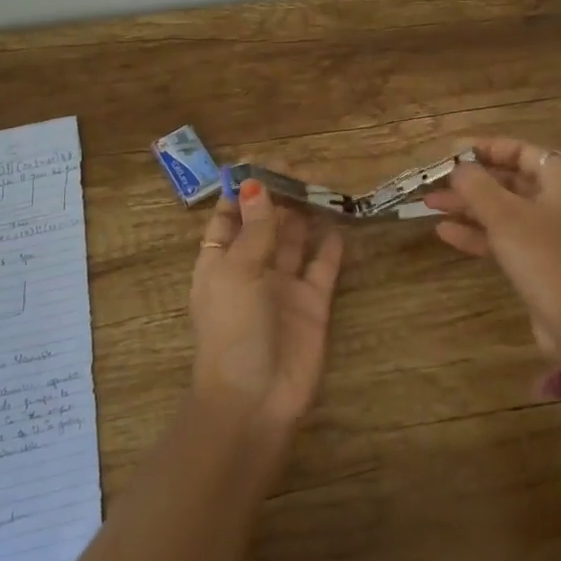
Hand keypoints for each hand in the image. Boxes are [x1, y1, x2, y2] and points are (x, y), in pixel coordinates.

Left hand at [189, 179, 345, 431]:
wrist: (256, 398)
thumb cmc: (233, 329)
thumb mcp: (236, 271)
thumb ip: (255, 229)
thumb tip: (256, 185)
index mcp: (220, 262)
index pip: (227, 218)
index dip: (241, 191)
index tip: (259, 162)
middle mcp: (252, 270)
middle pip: (266, 224)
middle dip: (279, 197)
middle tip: (299, 168)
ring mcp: (284, 287)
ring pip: (295, 240)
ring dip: (305, 214)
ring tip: (321, 184)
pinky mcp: (313, 303)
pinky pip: (323, 266)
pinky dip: (330, 245)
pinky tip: (339, 220)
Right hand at [423, 137, 560, 362]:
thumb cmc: (544, 257)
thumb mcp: (505, 216)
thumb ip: (478, 186)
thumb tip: (459, 167)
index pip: (522, 151)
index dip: (485, 148)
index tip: (451, 153)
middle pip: (512, 180)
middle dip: (471, 182)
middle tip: (436, 181)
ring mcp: (555, 233)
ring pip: (506, 210)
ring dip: (469, 207)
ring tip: (430, 205)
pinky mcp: (545, 260)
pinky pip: (509, 237)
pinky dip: (480, 233)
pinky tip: (445, 233)